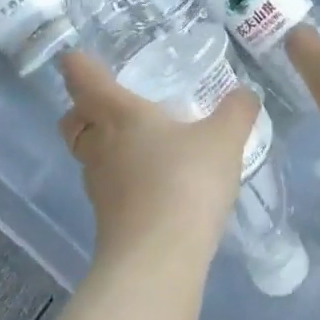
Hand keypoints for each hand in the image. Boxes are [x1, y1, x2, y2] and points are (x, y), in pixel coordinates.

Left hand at [57, 51, 259, 271]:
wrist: (158, 262)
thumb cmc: (185, 182)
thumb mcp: (223, 139)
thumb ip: (237, 111)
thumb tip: (246, 93)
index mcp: (119, 115)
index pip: (84, 81)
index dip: (78, 65)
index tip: (75, 56)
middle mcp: (100, 146)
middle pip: (73, 122)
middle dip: (82, 110)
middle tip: (108, 105)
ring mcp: (100, 188)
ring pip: (88, 157)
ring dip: (104, 146)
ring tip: (139, 143)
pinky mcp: (108, 222)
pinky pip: (108, 188)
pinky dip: (122, 180)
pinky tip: (154, 183)